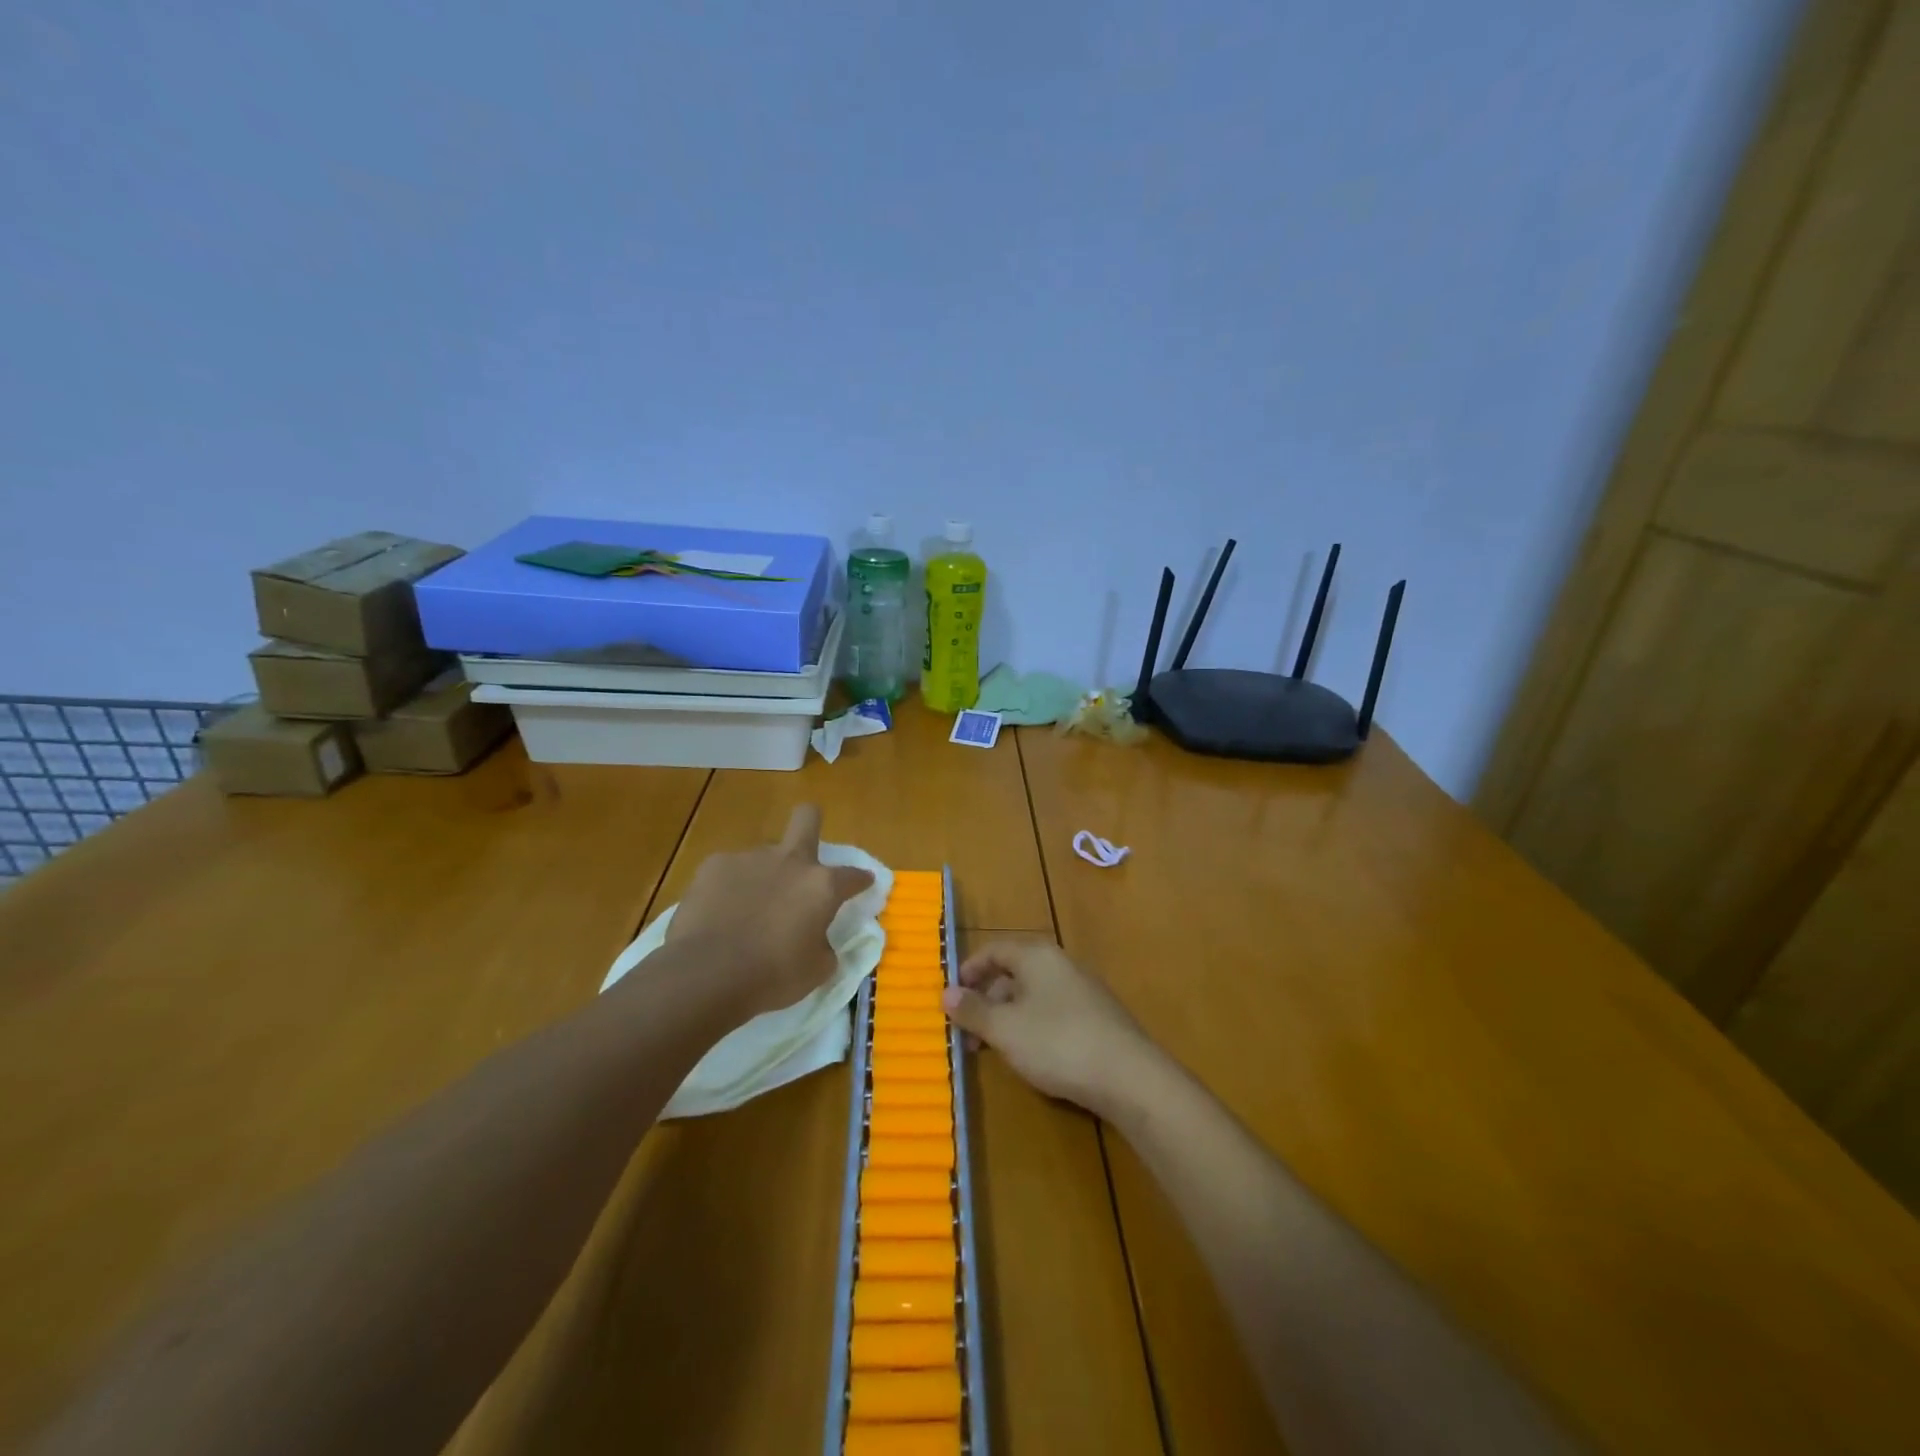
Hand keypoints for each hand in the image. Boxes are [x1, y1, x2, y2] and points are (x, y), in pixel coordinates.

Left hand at [668, 805, 874, 1022]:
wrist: (706, 974)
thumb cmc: (772, 977)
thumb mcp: (816, 970)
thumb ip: (824, 946)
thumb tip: (818, 939)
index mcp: (821, 886)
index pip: (853, 875)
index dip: (860, 880)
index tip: (861, 885)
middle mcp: (789, 862)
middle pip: (807, 818)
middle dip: (811, 822)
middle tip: (806, 846)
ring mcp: (750, 859)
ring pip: (764, 856)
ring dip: (763, 876)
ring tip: (746, 910)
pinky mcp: (714, 866)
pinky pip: (730, 873)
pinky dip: (729, 889)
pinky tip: (718, 914)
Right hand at [942, 941, 1158, 1117]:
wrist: (1129, 1076)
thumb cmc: (1057, 1043)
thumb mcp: (1005, 1029)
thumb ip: (973, 1010)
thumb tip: (945, 993)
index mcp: (1036, 956)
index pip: (994, 950)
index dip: (969, 970)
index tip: (950, 997)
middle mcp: (1060, 964)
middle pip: (1013, 973)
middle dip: (986, 1001)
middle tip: (967, 1033)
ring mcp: (1082, 990)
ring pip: (1032, 996)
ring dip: (1006, 1018)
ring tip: (991, 1050)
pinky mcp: (1096, 1018)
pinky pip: (1052, 1013)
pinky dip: (1031, 1028)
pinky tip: (1028, 1056)